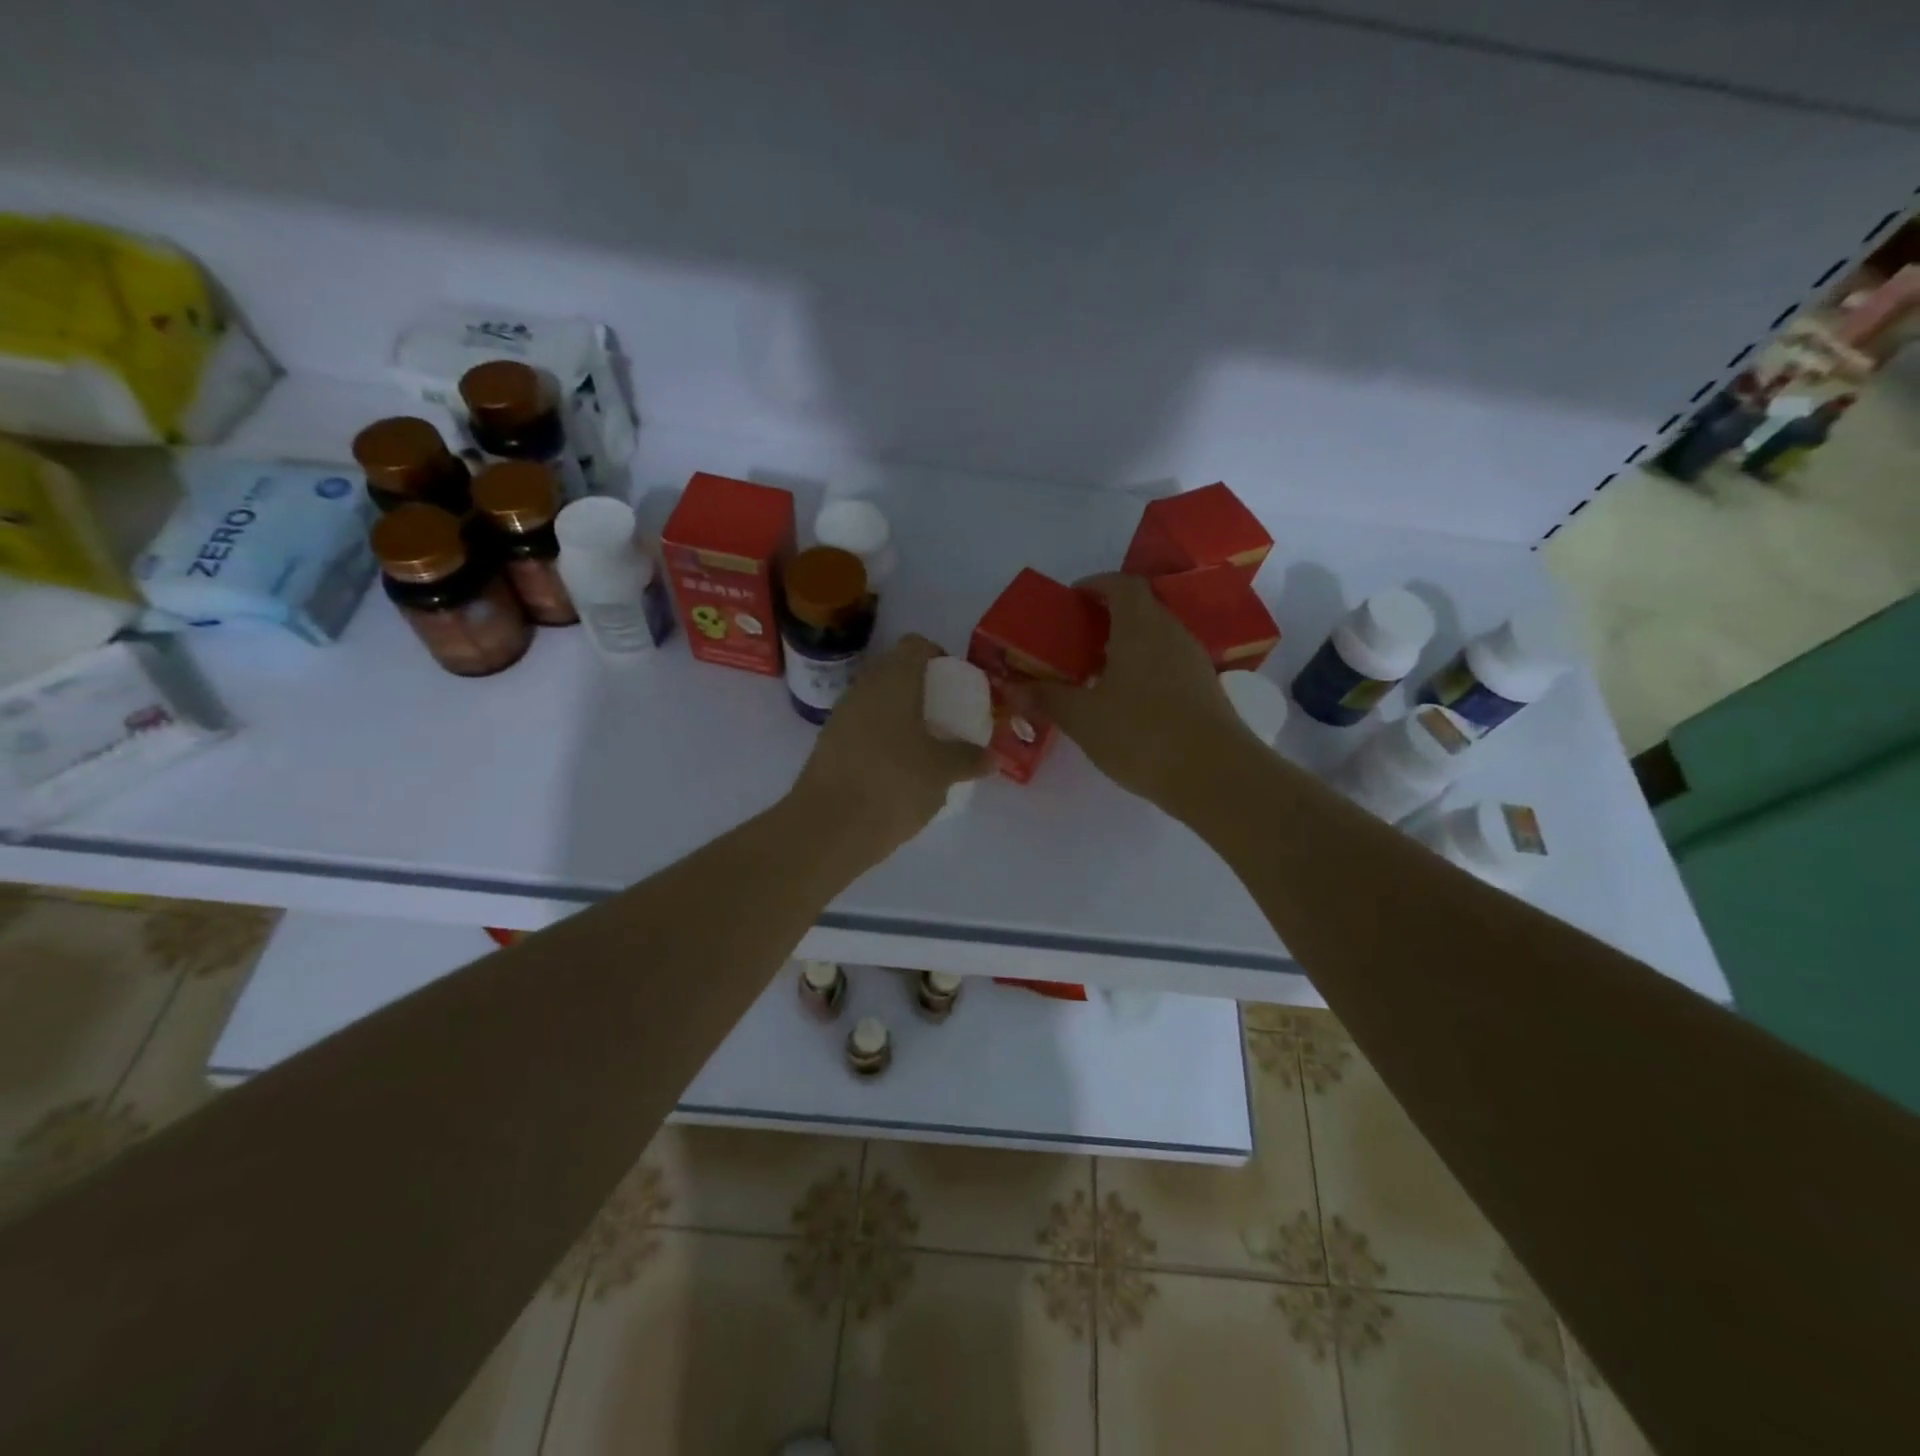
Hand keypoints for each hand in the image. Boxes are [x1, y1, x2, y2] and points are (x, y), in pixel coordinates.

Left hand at [791, 634, 993, 865]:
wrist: (828, 827)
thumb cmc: (894, 784)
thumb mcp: (942, 772)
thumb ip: (968, 759)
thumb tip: (991, 758)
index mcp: (893, 681)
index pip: (915, 645)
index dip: (937, 656)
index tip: (954, 682)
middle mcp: (863, 690)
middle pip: (894, 673)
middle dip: (921, 689)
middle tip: (946, 715)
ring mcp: (841, 717)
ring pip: (876, 703)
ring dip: (900, 716)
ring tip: (926, 745)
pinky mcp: (828, 746)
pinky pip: (862, 729)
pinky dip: (882, 739)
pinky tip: (899, 769)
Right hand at [1016, 573, 1251, 809]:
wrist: (1214, 775)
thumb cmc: (1141, 734)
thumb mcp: (1083, 718)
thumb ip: (1047, 698)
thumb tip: (1013, 688)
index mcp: (1140, 626)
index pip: (1121, 584)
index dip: (1095, 585)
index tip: (1071, 601)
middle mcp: (1171, 633)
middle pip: (1139, 609)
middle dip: (1106, 617)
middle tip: (1074, 641)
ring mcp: (1193, 660)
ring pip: (1155, 638)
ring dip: (1126, 645)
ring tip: (1095, 672)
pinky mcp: (1204, 688)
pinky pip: (1168, 663)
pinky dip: (1144, 668)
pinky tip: (1125, 701)